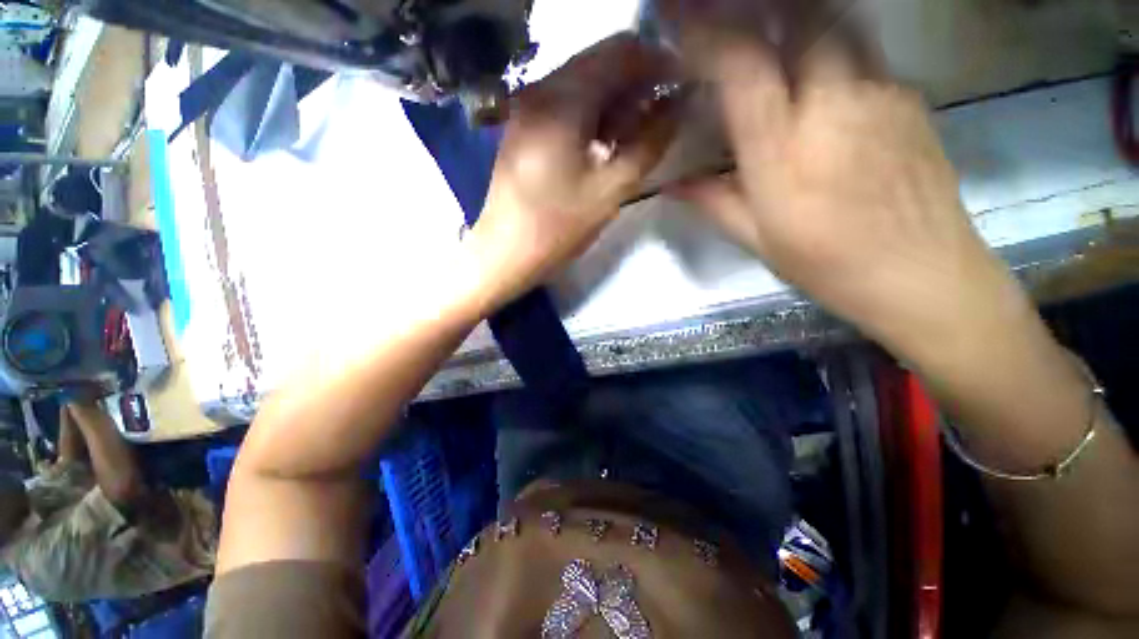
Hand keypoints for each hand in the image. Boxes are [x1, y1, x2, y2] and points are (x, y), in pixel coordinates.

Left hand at [466, 33, 681, 309]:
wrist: (504, 252)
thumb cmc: (557, 227)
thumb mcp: (610, 191)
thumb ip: (650, 143)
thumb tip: (677, 106)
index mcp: (562, 100)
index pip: (621, 50)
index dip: (657, 63)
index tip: (679, 89)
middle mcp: (540, 88)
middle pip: (600, 63)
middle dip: (636, 85)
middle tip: (656, 120)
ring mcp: (526, 106)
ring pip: (583, 83)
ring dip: (615, 102)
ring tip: (632, 138)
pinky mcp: (522, 126)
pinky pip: (565, 103)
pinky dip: (592, 115)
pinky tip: (602, 145)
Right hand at [670, 21, 1018, 355]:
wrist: (925, 276)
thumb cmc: (829, 265)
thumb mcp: (757, 239)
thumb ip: (713, 202)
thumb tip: (673, 186)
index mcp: (785, 151)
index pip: (742, 66)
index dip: (707, 34)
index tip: (679, 21)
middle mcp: (834, 104)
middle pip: (799, 18)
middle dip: (758, 9)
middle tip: (731, 18)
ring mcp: (881, 92)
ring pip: (835, 25)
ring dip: (797, 23)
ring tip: (774, 42)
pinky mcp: (909, 97)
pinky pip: (863, 54)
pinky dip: (832, 53)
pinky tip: (822, 84)